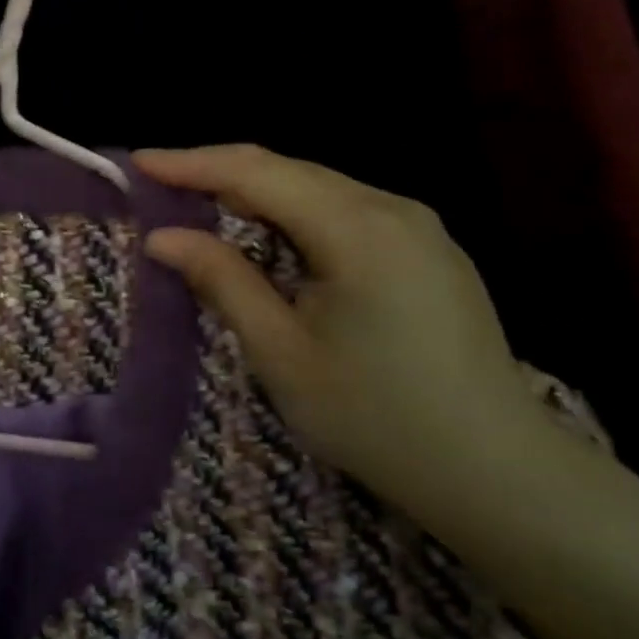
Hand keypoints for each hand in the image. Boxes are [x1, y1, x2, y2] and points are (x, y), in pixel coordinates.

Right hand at [136, 145, 559, 515]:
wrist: (501, 476)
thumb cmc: (378, 419)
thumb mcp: (283, 354)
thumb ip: (222, 281)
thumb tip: (163, 238)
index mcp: (357, 229)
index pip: (256, 173)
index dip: (191, 163)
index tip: (137, 162)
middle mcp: (392, 208)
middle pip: (288, 170)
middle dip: (218, 172)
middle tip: (160, 185)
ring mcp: (418, 226)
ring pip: (317, 186)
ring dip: (255, 191)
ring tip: (200, 204)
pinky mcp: (428, 248)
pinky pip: (344, 208)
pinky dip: (293, 211)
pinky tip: (270, 234)